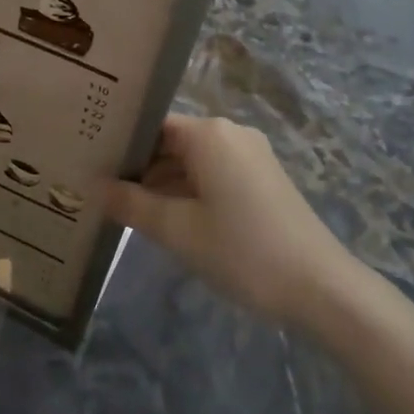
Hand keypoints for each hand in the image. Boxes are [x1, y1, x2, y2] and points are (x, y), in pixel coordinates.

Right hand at [106, 115, 356, 324]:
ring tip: (127, 212)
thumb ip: (132, 204)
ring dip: (164, 185)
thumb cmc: (241, 250)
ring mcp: (252, 156)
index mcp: (209, 134)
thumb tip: (96, 186)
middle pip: (172, 143)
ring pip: (193, 162)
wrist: (320, 286)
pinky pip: (215, 175)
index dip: (121, 148)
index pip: (151, 127)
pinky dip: (190, 193)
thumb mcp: (177, 230)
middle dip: (140, 170)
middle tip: (102, 196)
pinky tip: (169, 221)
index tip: (92, 168)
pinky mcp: (264, 179)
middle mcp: (231, 134)